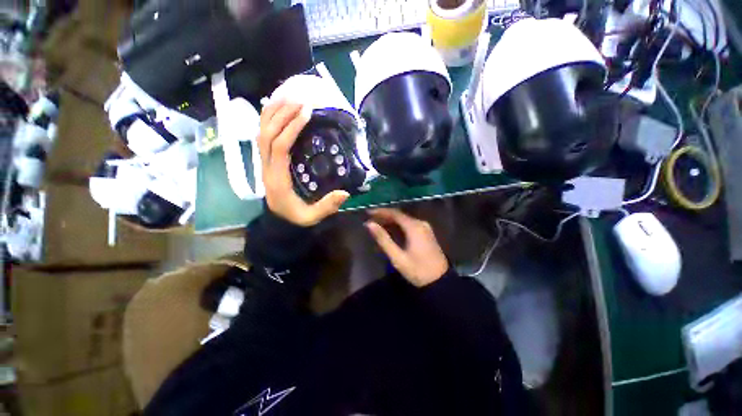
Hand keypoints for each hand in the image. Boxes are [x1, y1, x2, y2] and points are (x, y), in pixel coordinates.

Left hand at [258, 100, 349, 226]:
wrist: (278, 221)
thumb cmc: (295, 217)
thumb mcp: (311, 217)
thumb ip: (327, 207)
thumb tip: (345, 193)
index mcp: (277, 178)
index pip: (279, 146)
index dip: (291, 127)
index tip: (306, 112)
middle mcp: (266, 166)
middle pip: (267, 133)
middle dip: (282, 113)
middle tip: (301, 99)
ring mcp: (263, 161)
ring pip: (261, 131)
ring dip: (273, 112)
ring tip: (289, 96)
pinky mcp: (266, 160)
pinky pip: (263, 135)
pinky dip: (268, 119)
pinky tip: (278, 109)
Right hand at [365, 208, 448, 286]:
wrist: (440, 281)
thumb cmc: (417, 270)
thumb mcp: (397, 257)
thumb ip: (383, 239)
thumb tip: (369, 224)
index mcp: (414, 227)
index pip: (395, 213)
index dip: (381, 211)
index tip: (368, 213)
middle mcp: (420, 223)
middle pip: (400, 215)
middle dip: (385, 216)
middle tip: (371, 219)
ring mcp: (425, 228)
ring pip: (404, 220)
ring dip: (391, 221)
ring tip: (377, 224)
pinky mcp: (426, 233)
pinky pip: (409, 225)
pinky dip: (398, 226)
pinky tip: (390, 230)